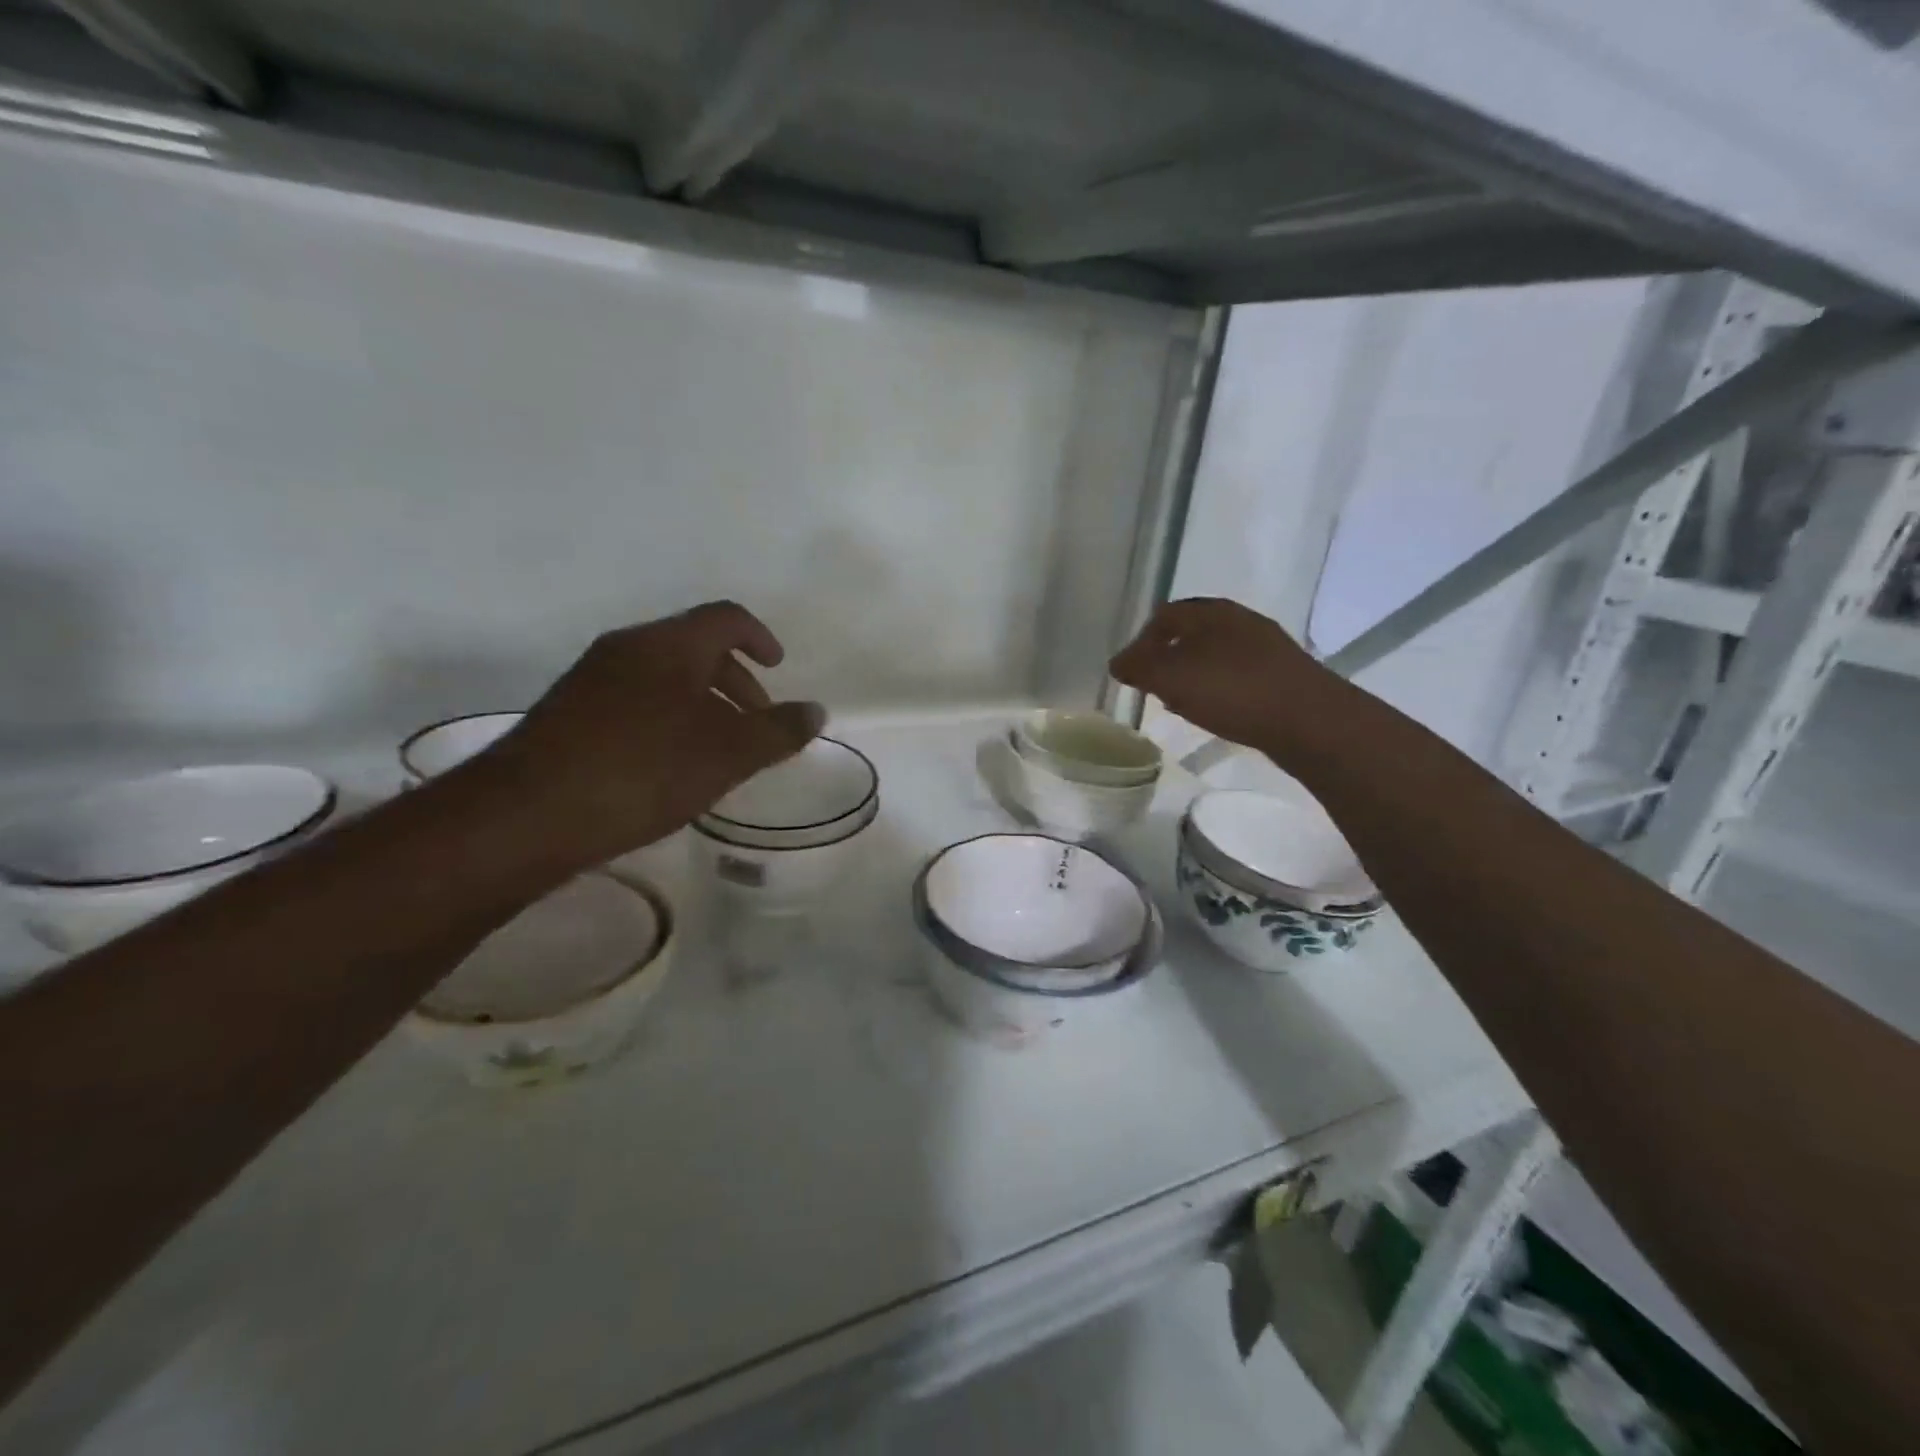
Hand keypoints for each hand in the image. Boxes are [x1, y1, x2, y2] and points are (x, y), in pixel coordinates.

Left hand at [482, 602, 822, 865]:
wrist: (527, 814)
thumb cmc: (642, 771)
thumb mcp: (727, 754)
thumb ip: (777, 731)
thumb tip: (816, 711)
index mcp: (668, 644)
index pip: (726, 618)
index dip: (760, 637)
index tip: (778, 667)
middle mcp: (627, 649)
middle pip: (695, 646)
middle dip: (735, 679)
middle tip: (754, 723)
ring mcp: (591, 679)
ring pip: (663, 675)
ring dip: (701, 703)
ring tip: (716, 751)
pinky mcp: (568, 713)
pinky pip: (634, 699)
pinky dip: (667, 718)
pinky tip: (668, 765)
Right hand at [1109, 598, 1345, 758]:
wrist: (1310, 720)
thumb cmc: (1233, 690)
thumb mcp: (1172, 678)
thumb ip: (1139, 667)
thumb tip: (1118, 663)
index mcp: (1211, 612)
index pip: (1164, 616)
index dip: (1141, 641)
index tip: (1131, 671)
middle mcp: (1240, 620)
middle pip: (1191, 633)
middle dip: (1167, 658)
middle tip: (1153, 686)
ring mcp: (1265, 647)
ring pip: (1214, 654)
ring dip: (1192, 675)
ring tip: (1180, 702)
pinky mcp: (1282, 674)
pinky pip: (1237, 674)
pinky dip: (1217, 688)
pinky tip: (1216, 711)